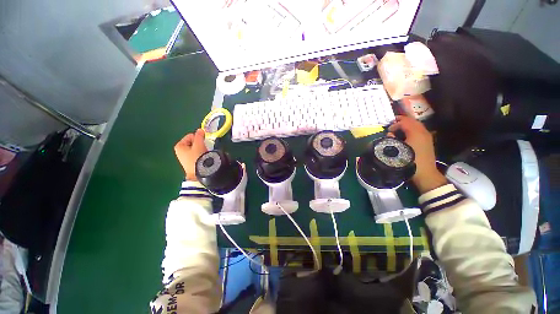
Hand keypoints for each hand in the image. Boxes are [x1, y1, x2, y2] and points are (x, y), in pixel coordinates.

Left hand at [174, 129, 206, 180]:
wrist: (198, 173)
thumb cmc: (197, 157)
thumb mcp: (199, 144)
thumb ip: (199, 136)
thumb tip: (200, 130)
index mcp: (179, 145)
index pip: (191, 135)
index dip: (198, 138)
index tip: (203, 143)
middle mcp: (179, 151)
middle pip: (193, 142)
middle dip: (199, 144)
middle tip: (204, 149)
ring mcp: (183, 157)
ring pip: (195, 148)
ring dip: (200, 149)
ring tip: (204, 154)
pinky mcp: (189, 163)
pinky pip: (195, 154)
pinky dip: (199, 155)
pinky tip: (202, 159)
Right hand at [388, 116, 446, 192]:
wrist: (425, 174)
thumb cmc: (410, 161)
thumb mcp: (398, 150)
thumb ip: (392, 139)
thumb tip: (390, 134)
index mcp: (416, 133)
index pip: (404, 122)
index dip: (395, 124)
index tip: (387, 130)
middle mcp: (423, 132)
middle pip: (412, 121)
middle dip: (401, 121)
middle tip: (392, 123)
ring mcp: (427, 137)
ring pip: (416, 125)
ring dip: (407, 125)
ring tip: (397, 128)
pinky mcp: (428, 141)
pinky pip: (419, 130)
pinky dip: (411, 129)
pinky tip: (406, 134)